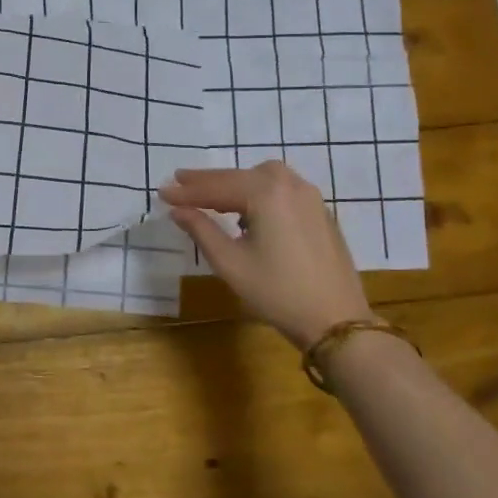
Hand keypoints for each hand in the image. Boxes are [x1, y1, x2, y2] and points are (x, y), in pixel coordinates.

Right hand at [160, 161, 371, 347]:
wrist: (336, 321)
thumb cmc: (277, 292)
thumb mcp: (230, 263)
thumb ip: (201, 230)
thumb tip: (177, 210)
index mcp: (266, 193)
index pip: (217, 187)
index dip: (187, 191)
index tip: (162, 192)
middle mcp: (290, 185)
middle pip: (240, 176)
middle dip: (209, 181)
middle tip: (180, 183)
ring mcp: (310, 198)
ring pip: (264, 178)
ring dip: (236, 183)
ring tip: (211, 196)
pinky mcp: (320, 213)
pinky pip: (282, 190)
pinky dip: (258, 192)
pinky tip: (248, 212)